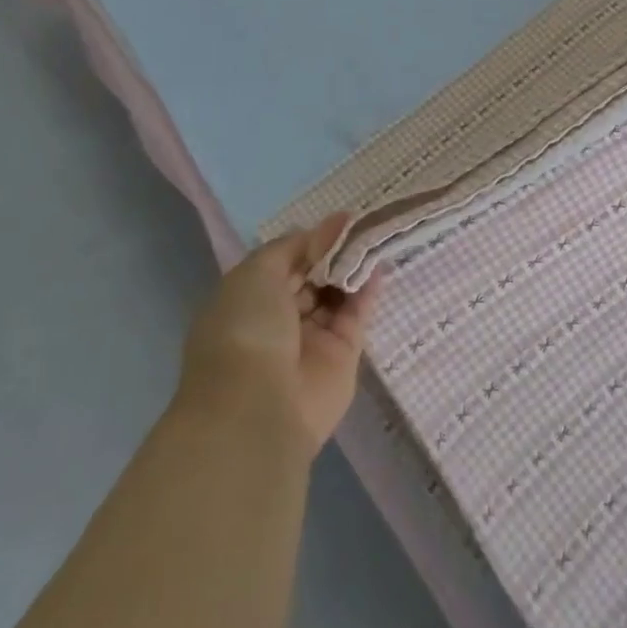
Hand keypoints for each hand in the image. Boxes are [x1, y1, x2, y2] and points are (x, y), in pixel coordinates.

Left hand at [179, 214, 381, 454]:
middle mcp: (279, 320)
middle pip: (313, 278)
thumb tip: (328, 224)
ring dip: (353, 267)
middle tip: (363, 224)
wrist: (258, 407)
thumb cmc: (246, 329)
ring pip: (337, 295)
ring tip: (377, 236)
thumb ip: (295, 246)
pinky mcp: (342, 357)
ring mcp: (311, 340)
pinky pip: (356, 316)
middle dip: (335, 252)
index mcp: (250, 300)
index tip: (339, 220)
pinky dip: (368, 291)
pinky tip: (380, 264)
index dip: (310, 241)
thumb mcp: (258, 272)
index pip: (284, 263)